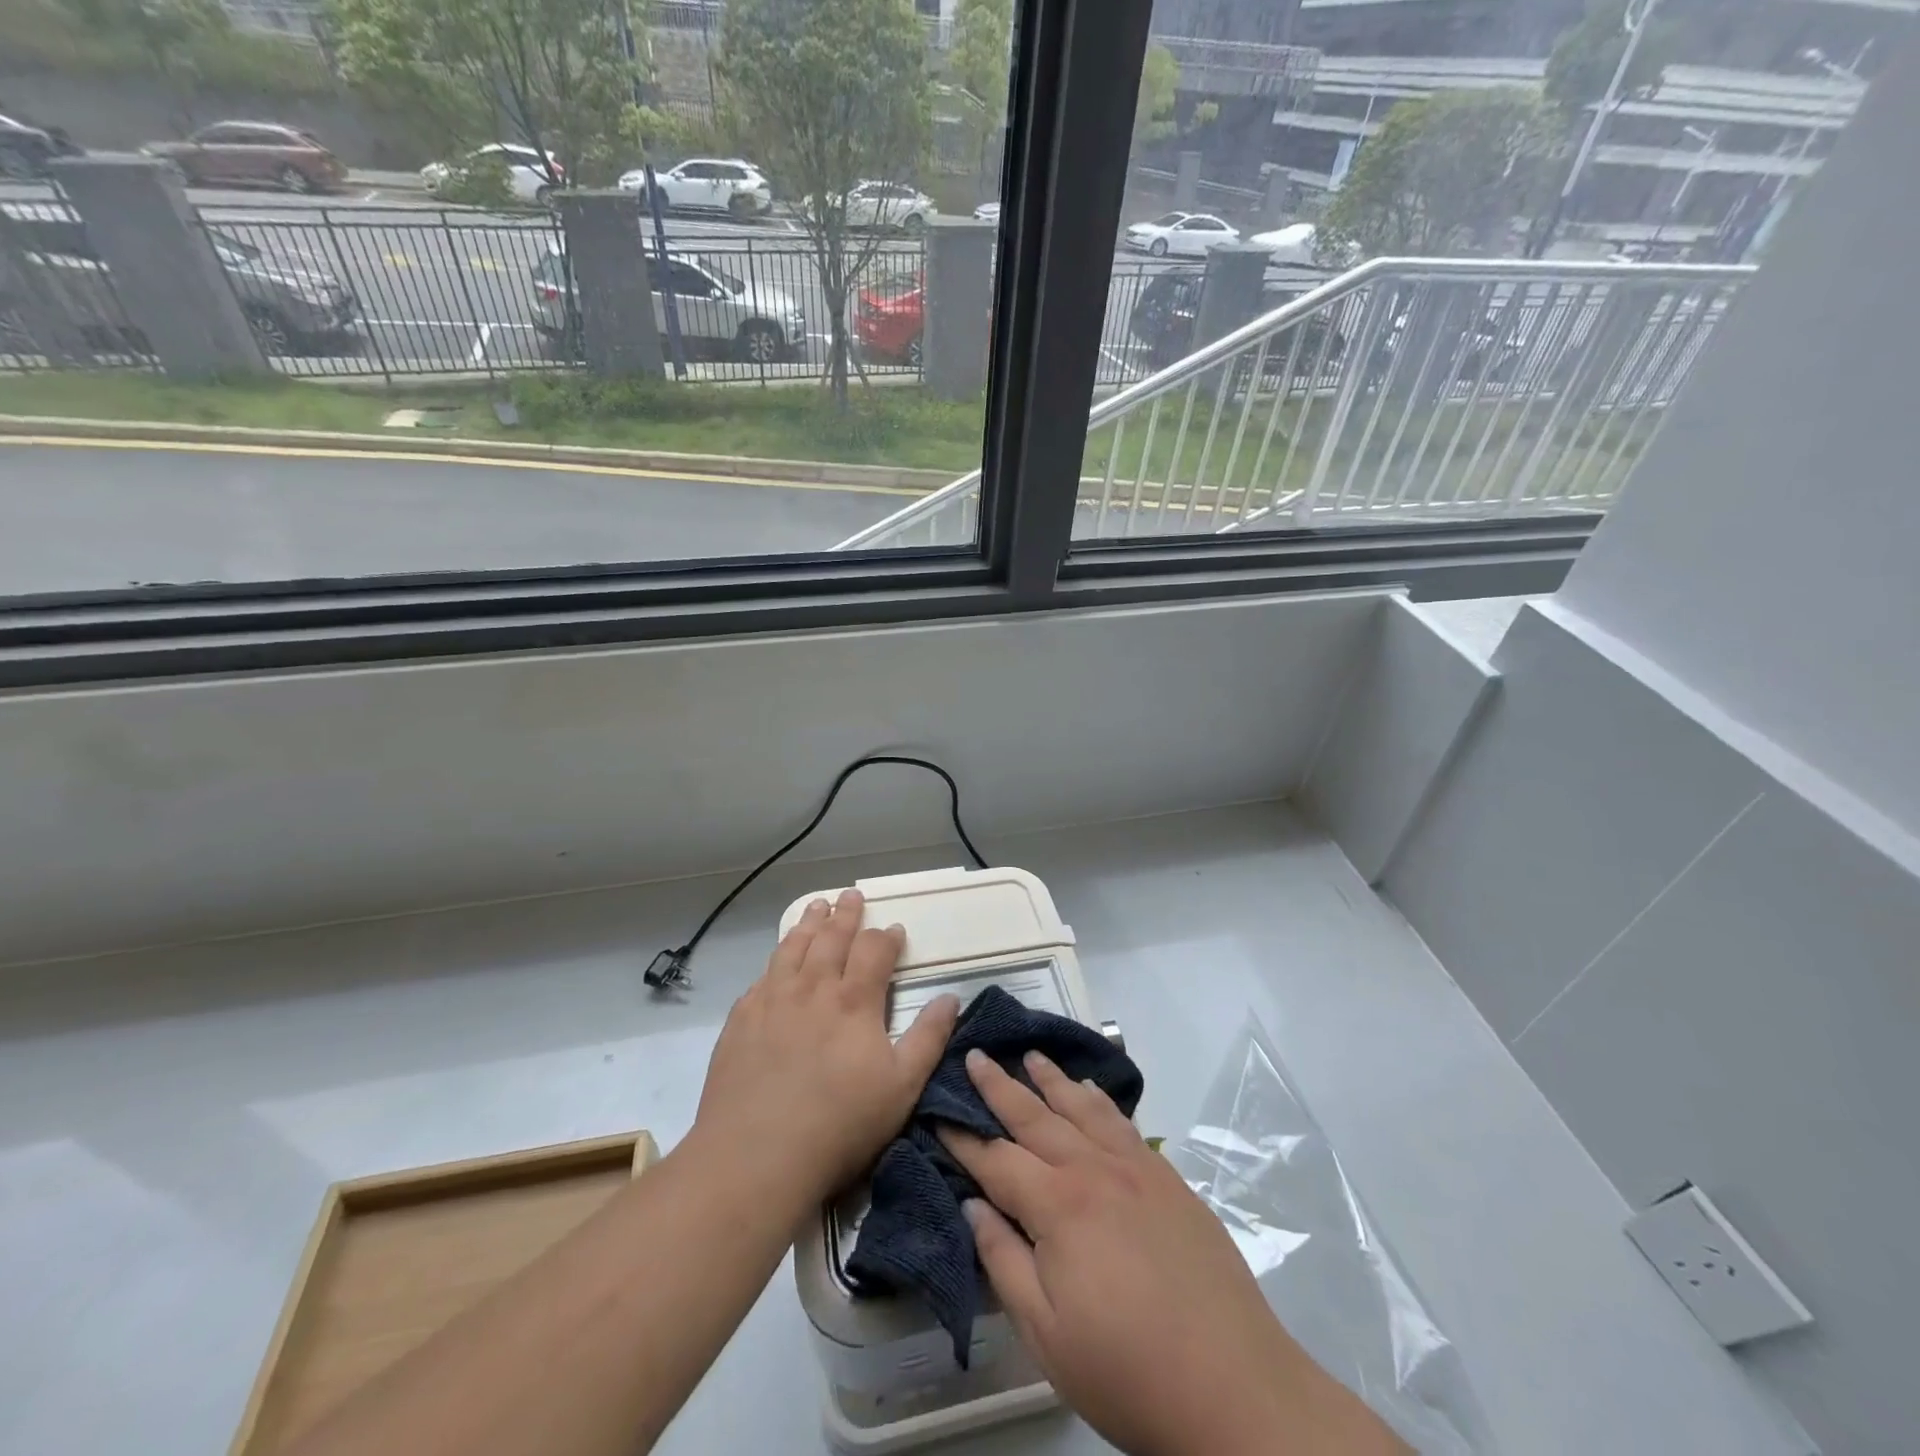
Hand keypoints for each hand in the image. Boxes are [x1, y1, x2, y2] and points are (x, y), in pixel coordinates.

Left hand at [694, 888, 958, 1207]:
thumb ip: (929, 1038)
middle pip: (831, 938)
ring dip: (808, 924)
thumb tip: (950, 997)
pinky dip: (776, 958)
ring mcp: (772, 1000)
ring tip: (816, 907)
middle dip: (845, 914)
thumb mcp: (902, 1087)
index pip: (874, 950)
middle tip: (851, 895)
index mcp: (854, 1000)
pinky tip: (777, 961)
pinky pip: (762, 976)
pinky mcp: (741, 1020)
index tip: (894, 929)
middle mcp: (812, 988)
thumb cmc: (840, 1124)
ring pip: (793, 948)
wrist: (755, 1155)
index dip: (886, 936)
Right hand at [942, 1051, 1405, 1455]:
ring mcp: (1135, 1168)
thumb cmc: (1127, 1370)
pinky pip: (1123, 1123)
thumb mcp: (1046, 1333)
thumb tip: (973, 1204)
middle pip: (1035, 1117)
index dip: (963, 1139)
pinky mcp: (1167, 1178)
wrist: (1235, 1387)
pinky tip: (1090, 1091)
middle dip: (999, 1086)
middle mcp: (1093, 1170)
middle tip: (975, 1055)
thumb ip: (1003, 1261)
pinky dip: (1099, 1100)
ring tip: (1030, 1055)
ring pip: (1081, 1108)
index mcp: (1058, 1206)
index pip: (996, 1160)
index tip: (937, 1114)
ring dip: (1051, 1079)